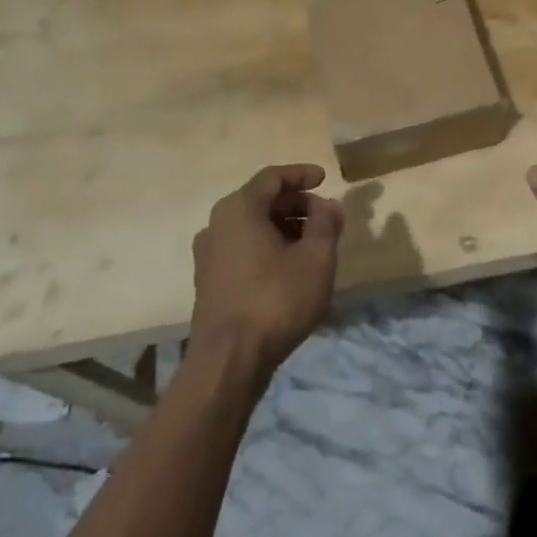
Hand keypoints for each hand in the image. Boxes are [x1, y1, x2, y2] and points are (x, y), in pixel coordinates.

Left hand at [189, 164, 342, 380]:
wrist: (229, 361)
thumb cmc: (276, 299)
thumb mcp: (316, 257)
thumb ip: (326, 223)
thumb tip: (328, 206)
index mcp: (239, 209)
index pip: (272, 178)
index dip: (301, 174)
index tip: (325, 178)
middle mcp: (217, 224)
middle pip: (261, 201)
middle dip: (297, 204)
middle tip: (326, 216)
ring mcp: (208, 255)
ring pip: (251, 227)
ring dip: (284, 227)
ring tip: (314, 243)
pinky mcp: (209, 281)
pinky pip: (243, 248)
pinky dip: (268, 246)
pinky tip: (291, 267)